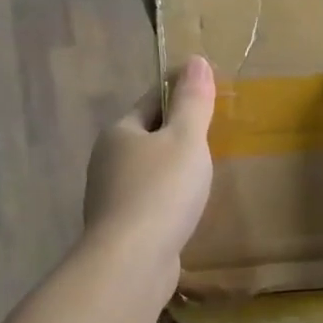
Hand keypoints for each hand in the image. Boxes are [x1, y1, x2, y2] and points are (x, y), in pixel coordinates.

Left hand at [84, 57, 215, 273]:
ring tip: (206, 171)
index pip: (152, 99)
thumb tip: (195, 60)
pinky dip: (168, 200)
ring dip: (172, 169)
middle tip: (215, 133)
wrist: (131, 263)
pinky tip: (188, 209)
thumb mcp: (186, 140)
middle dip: (176, 133)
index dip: (180, 91)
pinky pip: (149, 202)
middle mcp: (107, 160)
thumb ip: (192, 101)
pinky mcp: (120, 229)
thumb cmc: (161, 192)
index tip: (209, 91)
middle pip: (147, 136)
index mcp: (119, 132)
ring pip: (148, 171)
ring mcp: (110, 197)